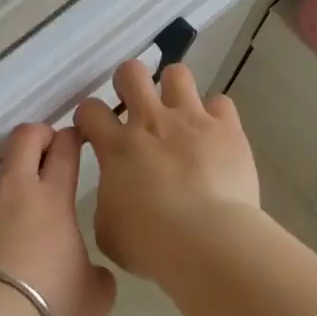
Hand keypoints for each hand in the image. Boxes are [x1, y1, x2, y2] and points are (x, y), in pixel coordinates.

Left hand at [0, 124, 118, 315]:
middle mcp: (10, 192)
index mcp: (52, 200)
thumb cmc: (49, 306)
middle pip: (23, 140)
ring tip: (3, 250)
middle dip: (36, 135)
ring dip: (1, 207)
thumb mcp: (93, 297)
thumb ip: (96, 275)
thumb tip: (91, 273)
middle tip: (43, 149)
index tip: (73, 138)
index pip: (64, 150)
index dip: (70, 137)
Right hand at [74, 61, 260, 278]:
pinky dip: (216, 116)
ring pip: (177, 74)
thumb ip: (108, 203)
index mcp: (117, 147)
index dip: (88, 116)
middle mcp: (151, 122)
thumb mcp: (108, 230)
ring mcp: (191, 120)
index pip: (90, 110)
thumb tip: (118, 198)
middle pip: (131, 73)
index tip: (94, 131)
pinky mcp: (227, 129)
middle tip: (134, 105)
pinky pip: (221, 103)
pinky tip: (215, 135)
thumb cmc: (149, 243)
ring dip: (174, 89)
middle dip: (128, 82)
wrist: (205, 240)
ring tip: (178, 112)